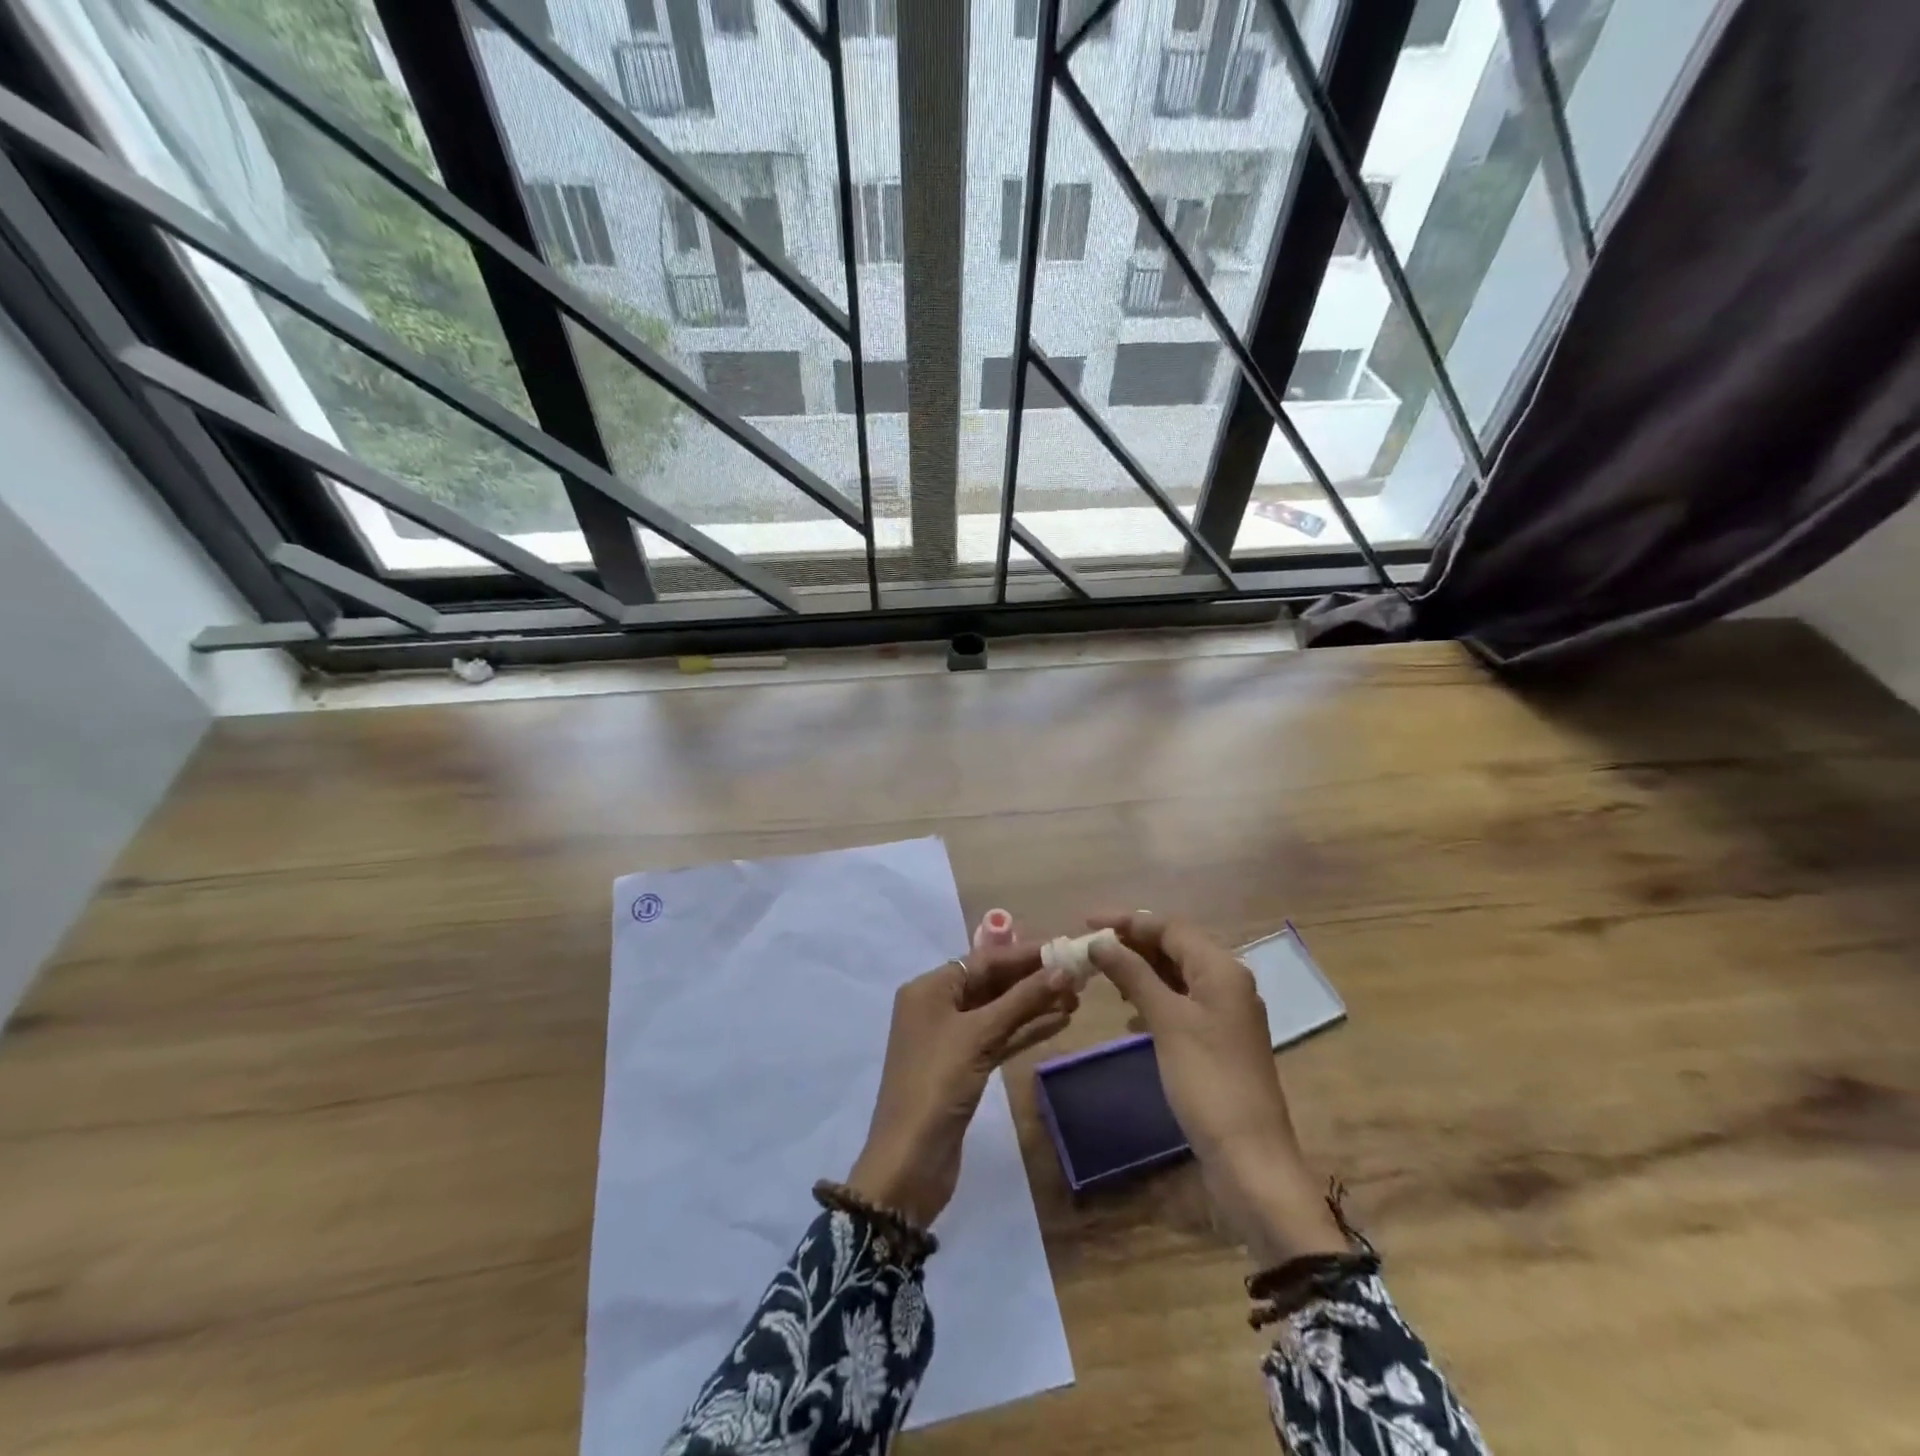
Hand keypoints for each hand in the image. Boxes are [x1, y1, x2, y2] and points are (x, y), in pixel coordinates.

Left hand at [848, 944, 1076, 1227]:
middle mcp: (937, 1006)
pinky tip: (1060, 1022)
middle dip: (1032, 979)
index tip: (1064, 947)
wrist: (910, 1162)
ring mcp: (950, 1039)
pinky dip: (1026, 1030)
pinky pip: (999, 1037)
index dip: (1025, 954)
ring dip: (1034, 1004)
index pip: (984, 960)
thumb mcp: (979, 1035)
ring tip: (1077, 997)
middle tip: (1077, 974)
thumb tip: (1062, 970)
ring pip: (998, 1011)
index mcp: (929, 989)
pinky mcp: (964, 1067)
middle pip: (991, 983)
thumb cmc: (937, 1084)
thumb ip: (1021, 1000)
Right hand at [1088, 913, 1346, 1265]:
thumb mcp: (1167, 1020)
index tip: (1086, 922)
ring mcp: (1225, 1013)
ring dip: (1141, 970)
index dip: (1127, 921)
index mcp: (1221, 969)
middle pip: (1175, 947)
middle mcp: (1227, 982)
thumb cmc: (1207, 1080)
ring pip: (1177, 975)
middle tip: (1090, 948)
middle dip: (1132, 944)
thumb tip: (1099, 941)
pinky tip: (1130, 1014)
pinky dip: (1154, 998)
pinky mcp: (1218, 1040)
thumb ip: (1133, 974)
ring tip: (1104, 975)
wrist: (1250, 1158)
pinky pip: (1181, 1002)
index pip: (1170, 927)